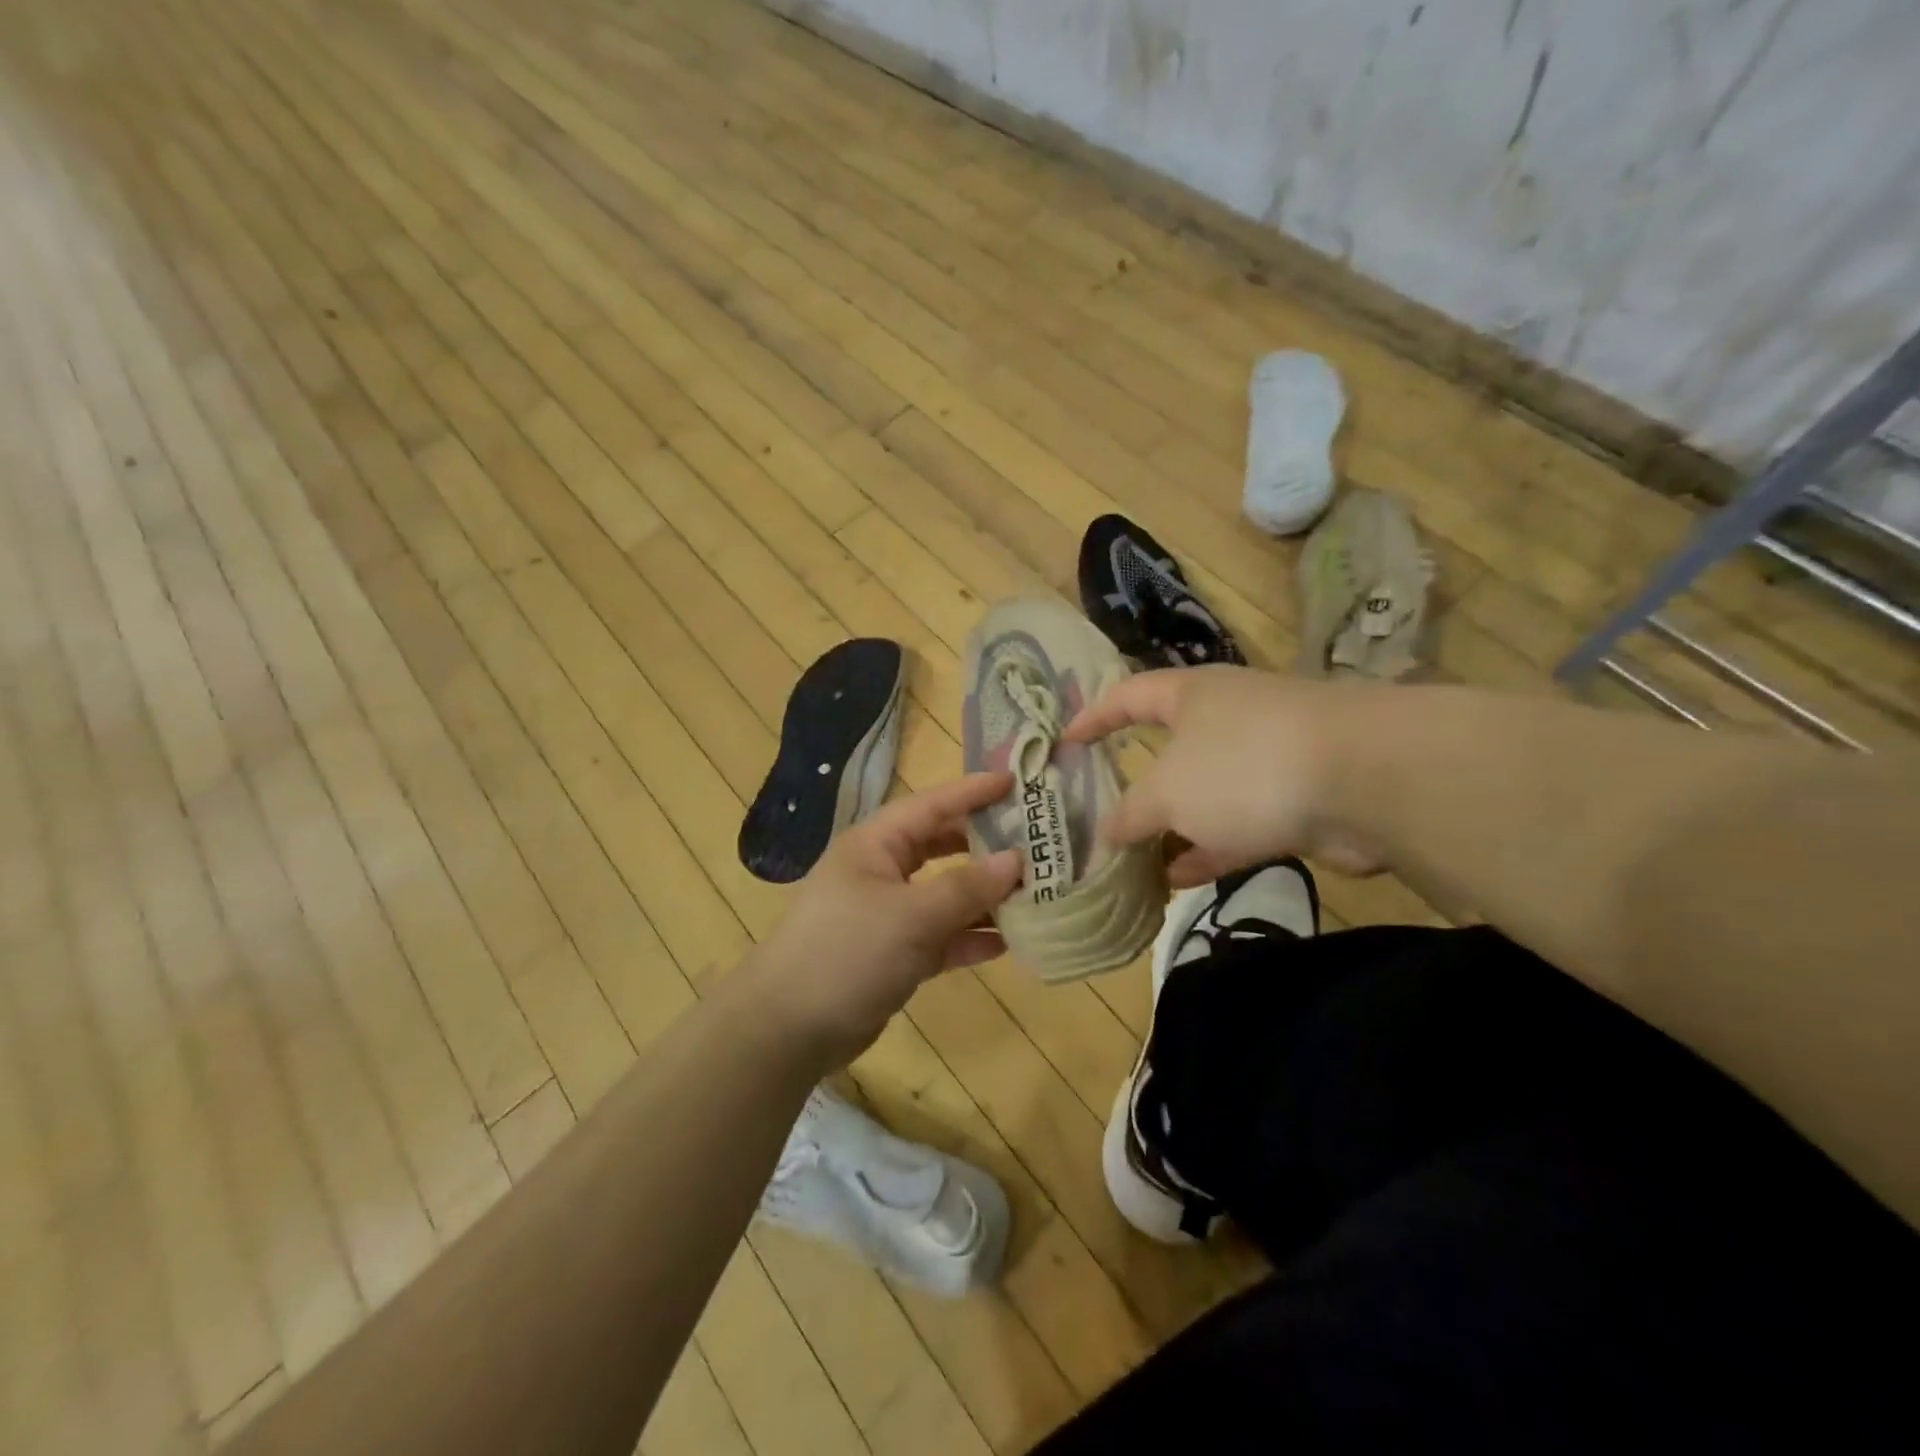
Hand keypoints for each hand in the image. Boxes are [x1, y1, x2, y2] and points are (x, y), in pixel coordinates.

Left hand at [744, 772, 1023, 1069]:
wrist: (788, 1028)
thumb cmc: (848, 951)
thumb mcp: (912, 915)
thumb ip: (967, 887)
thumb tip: (1017, 860)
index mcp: (876, 843)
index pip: (933, 805)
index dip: (974, 792)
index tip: (1018, 782)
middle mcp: (883, 871)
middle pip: (943, 847)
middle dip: (987, 845)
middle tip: (1038, 840)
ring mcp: (888, 914)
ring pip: (946, 894)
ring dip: (985, 896)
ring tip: (1036, 893)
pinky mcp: (894, 954)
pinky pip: (941, 936)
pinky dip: (970, 937)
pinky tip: (1009, 942)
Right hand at [1065, 666, 1384, 886]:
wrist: (1367, 781)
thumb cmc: (1244, 766)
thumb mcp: (1167, 792)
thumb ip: (1129, 815)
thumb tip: (1104, 836)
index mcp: (1191, 695)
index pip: (1127, 695)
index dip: (1092, 717)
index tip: (1063, 743)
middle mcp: (1226, 720)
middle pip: (1167, 751)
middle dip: (1134, 788)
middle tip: (1098, 818)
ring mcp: (1264, 760)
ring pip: (1203, 796)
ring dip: (1170, 830)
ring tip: (1131, 863)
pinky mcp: (1295, 801)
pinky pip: (1237, 826)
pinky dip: (1206, 850)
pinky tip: (1175, 880)